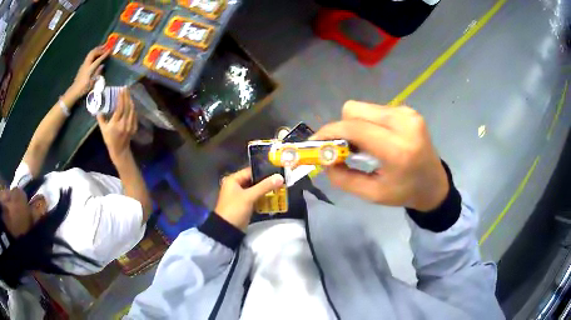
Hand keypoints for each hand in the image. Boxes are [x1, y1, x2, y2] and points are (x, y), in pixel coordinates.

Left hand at [67, 46, 109, 99]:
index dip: (104, 54)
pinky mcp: (83, 65)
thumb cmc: (83, 89)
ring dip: (97, 49)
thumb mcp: (91, 83)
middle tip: (106, 46)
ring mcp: (84, 64)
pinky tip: (96, 53)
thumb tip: (102, 65)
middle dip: (100, 49)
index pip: (98, 59)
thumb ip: (97, 73)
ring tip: (102, 47)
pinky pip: (89, 56)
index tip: (110, 50)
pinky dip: (93, 52)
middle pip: (93, 53)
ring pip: (90, 53)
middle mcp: (86, 64)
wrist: (74, 91)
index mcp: (89, 69)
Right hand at [96, 89, 137, 162]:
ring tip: (128, 94)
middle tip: (126, 88)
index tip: (121, 90)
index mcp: (116, 124)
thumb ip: (101, 119)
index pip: (120, 107)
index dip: (121, 98)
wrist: (120, 150)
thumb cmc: (110, 140)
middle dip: (126, 96)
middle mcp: (124, 123)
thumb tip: (98, 110)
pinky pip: (134, 115)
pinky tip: (131, 103)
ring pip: (132, 110)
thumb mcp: (103, 130)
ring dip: (130, 100)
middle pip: (127, 106)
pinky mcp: (134, 127)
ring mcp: (130, 125)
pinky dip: (133, 108)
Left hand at [215, 168, 284, 229]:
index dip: (264, 171)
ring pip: (255, 190)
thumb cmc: (235, 209)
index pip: (250, 171)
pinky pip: (255, 198)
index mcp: (233, 180)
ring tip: (280, 188)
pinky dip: (263, 198)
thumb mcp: (249, 196)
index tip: (277, 171)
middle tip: (281, 180)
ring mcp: (240, 196)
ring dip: (266, 190)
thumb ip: (265, 186)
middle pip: (253, 180)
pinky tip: (274, 198)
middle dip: (266, 182)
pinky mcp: (244, 205)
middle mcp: (236, 186)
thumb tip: (280, 177)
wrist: (227, 229)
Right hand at [312, 101, 448, 211]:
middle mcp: (404, 123)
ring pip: (364, 107)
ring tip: (363, 145)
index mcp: (398, 149)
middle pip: (355, 110)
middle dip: (342, 127)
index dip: (330, 132)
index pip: (355, 128)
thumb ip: (343, 178)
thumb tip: (323, 160)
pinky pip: (376, 110)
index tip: (315, 142)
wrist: (434, 183)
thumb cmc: (405, 192)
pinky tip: (377, 138)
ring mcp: (408, 113)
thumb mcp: (372, 194)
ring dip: (355, 125)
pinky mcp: (409, 110)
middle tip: (343, 147)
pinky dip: (368, 123)